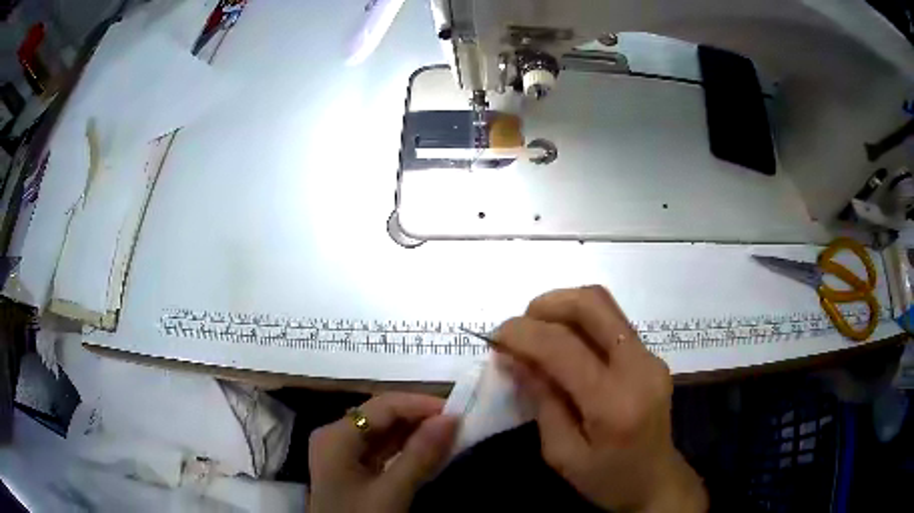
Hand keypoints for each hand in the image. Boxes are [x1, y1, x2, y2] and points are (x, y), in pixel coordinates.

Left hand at [308, 393, 457, 512]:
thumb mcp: (392, 492)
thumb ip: (420, 455)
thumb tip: (451, 418)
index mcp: (336, 435)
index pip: (384, 405)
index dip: (421, 405)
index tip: (458, 414)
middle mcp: (336, 437)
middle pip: (382, 417)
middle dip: (420, 419)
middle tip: (458, 426)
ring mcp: (342, 455)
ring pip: (383, 435)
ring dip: (415, 435)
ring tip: (450, 437)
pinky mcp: (352, 472)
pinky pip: (382, 452)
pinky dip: (406, 451)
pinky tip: (428, 453)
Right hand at [496, 286, 707, 512]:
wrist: (655, 481)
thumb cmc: (606, 479)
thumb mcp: (561, 454)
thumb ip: (540, 400)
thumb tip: (513, 357)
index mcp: (614, 403)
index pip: (564, 347)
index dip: (523, 334)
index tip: (495, 337)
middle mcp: (639, 367)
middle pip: (593, 304)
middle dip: (547, 304)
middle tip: (520, 326)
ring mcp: (651, 357)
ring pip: (605, 305)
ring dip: (564, 308)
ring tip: (538, 334)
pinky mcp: (652, 356)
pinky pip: (611, 323)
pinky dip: (580, 323)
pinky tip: (564, 349)